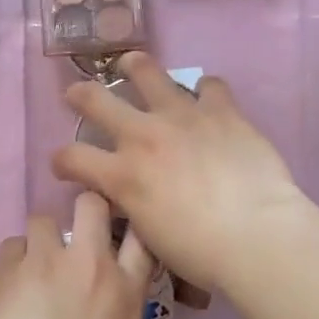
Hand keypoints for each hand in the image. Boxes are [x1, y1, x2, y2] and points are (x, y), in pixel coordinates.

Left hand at [0, 192, 154, 318]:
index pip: (139, 235)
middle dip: (82, 212)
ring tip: (31, 270)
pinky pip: (11, 246)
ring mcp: (46, 262)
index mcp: (126, 291)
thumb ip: (116, 315)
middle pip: (90, 205)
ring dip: (40, 241)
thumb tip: (103, 305)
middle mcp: (90, 264)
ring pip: (42, 219)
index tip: (115, 234)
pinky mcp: (7, 270)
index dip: (127, 226)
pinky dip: (12, 261)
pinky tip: (8, 288)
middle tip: (71, 240)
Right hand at [53, 53, 312, 291]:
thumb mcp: (149, 236)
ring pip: (147, 73)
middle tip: (76, 95)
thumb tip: (130, 196)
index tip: (64, 165)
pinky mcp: (222, 110)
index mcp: (122, 175)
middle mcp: (144, 136)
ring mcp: (183, 116)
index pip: (72, 157)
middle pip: (96, 100)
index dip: (61, 160)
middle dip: (80, 95)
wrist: (257, 235)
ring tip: (131, 65)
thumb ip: (133, 206)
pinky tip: (206, 98)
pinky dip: (204, 90)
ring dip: (134, 68)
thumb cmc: (201, 253)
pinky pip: (209, 85)